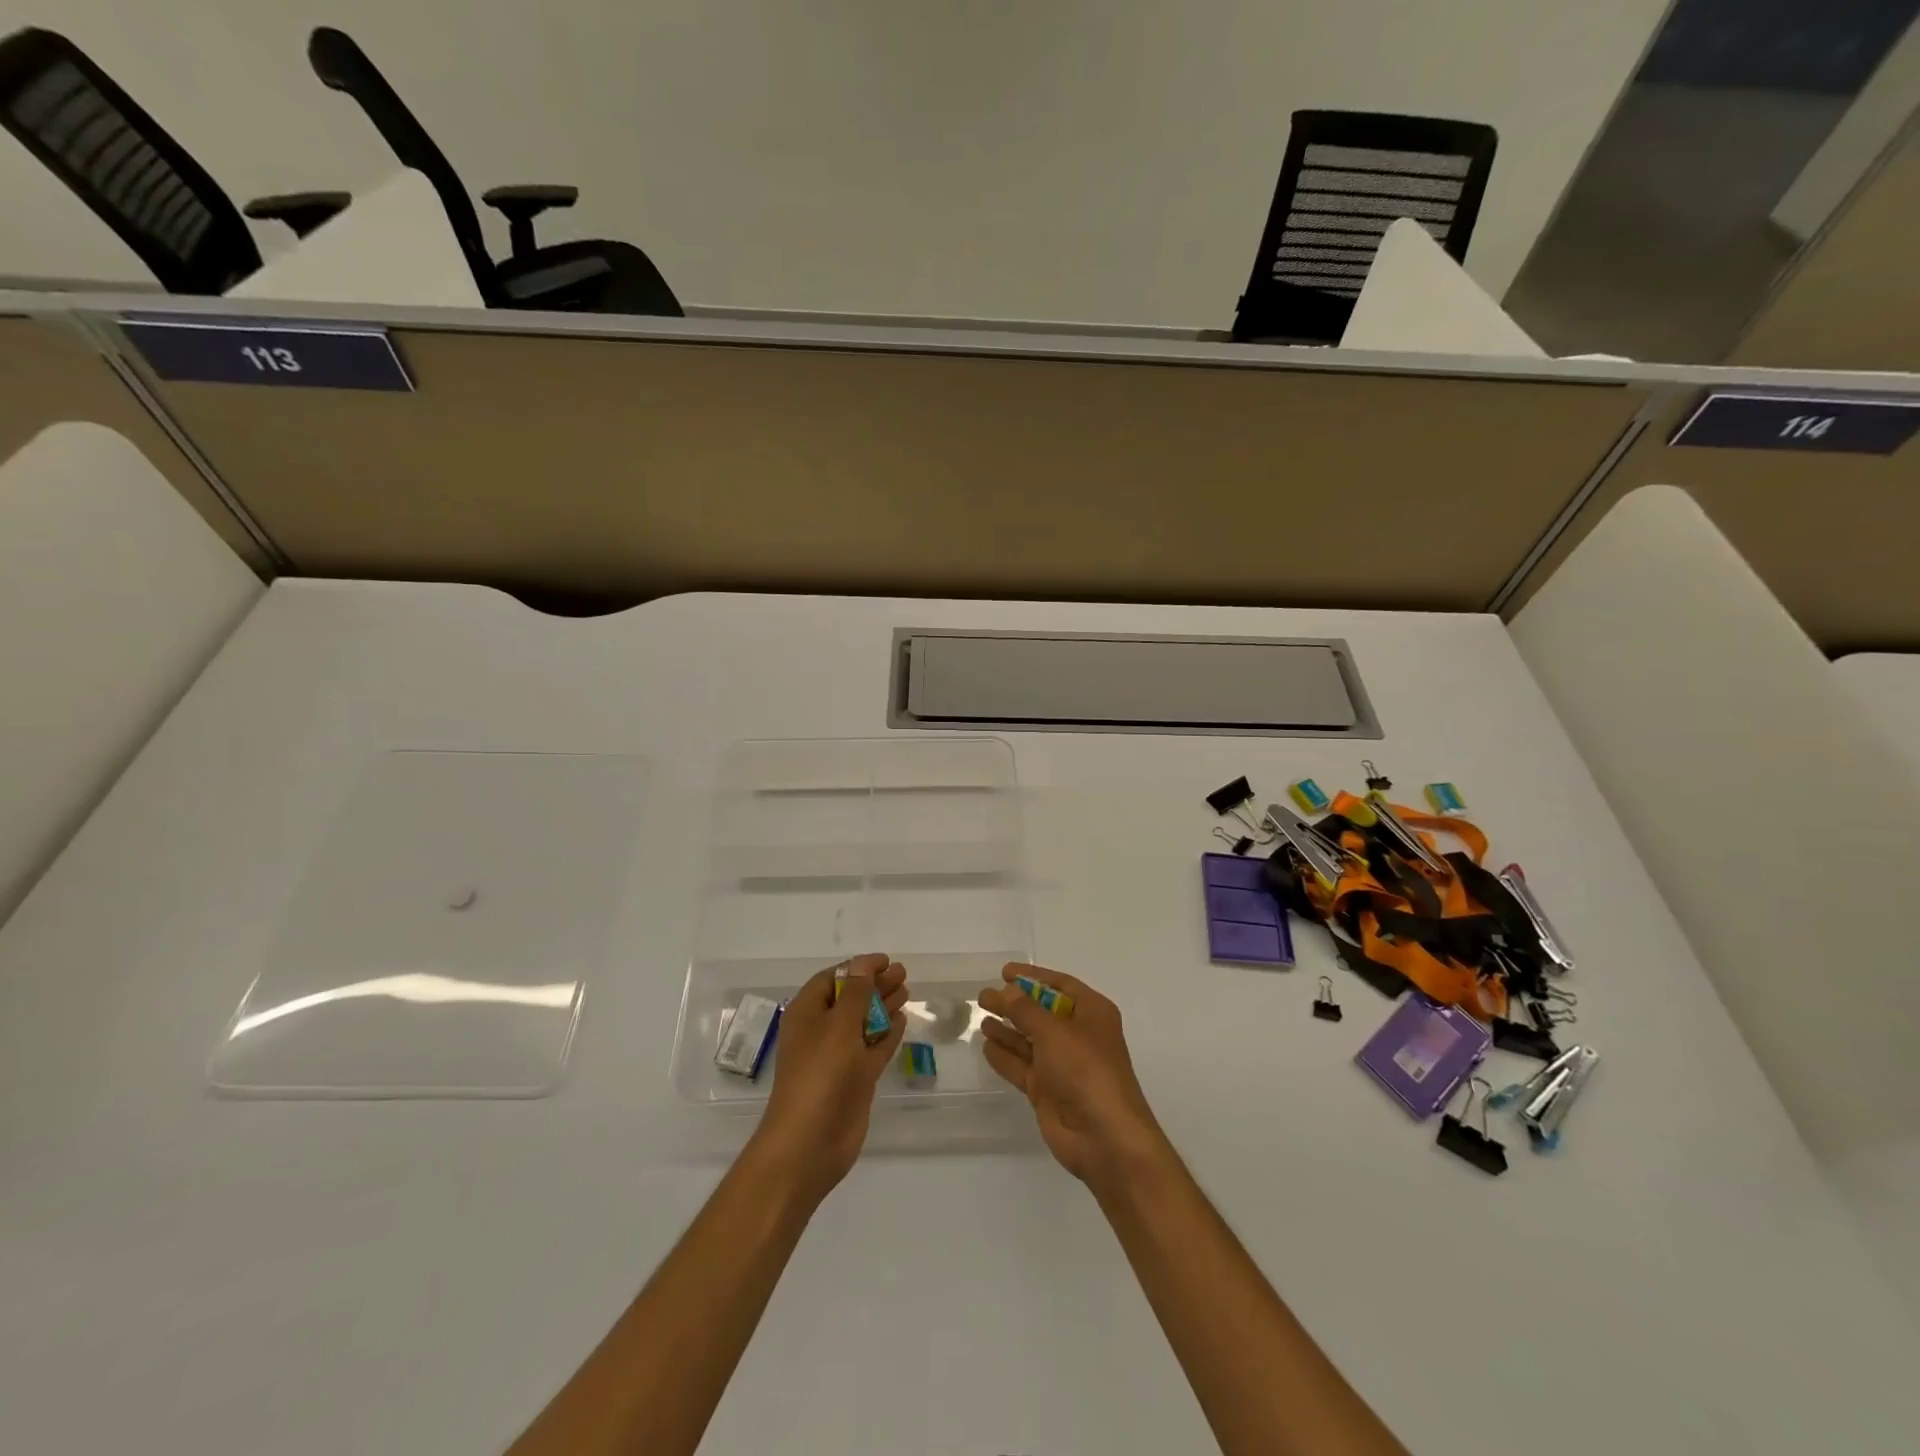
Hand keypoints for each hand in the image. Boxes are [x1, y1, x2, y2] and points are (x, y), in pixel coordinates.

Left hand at [752, 954, 907, 1202]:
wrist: (809, 1142)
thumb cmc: (820, 1074)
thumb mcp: (839, 1025)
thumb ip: (856, 993)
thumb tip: (862, 964)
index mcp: (807, 1014)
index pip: (832, 979)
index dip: (858, 967)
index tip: (886, 961)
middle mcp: (821, 1031)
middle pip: (851, 999)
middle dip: (875, 985)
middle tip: (903, 974)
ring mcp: (838, 1057)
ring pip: (863, 1023)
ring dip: (883, 1006)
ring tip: (907, 991)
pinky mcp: (855, 1080)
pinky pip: (872, 1049)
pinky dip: (887, 1034)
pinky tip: (902, 1021)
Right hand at [978, 963, 1167, 1190]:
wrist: (1103, 1136)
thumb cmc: (1085, 1069)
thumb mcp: (1054, 1031)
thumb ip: (1025, 1009)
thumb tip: (1007, 991)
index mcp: (1092, 1013)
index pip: (1060, 985)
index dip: (1033, 977)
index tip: (1005, 972)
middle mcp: (1078, 1035)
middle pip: (1041, 1012)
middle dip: (1014, 1004)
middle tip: (984, 997)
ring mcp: (1063, 1065)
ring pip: (1029, 1040)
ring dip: (1007, 1029)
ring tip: (980, 1017)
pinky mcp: (1048, 1090)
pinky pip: (1022, 1066)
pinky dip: (1005, 1056)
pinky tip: (986, 1046)